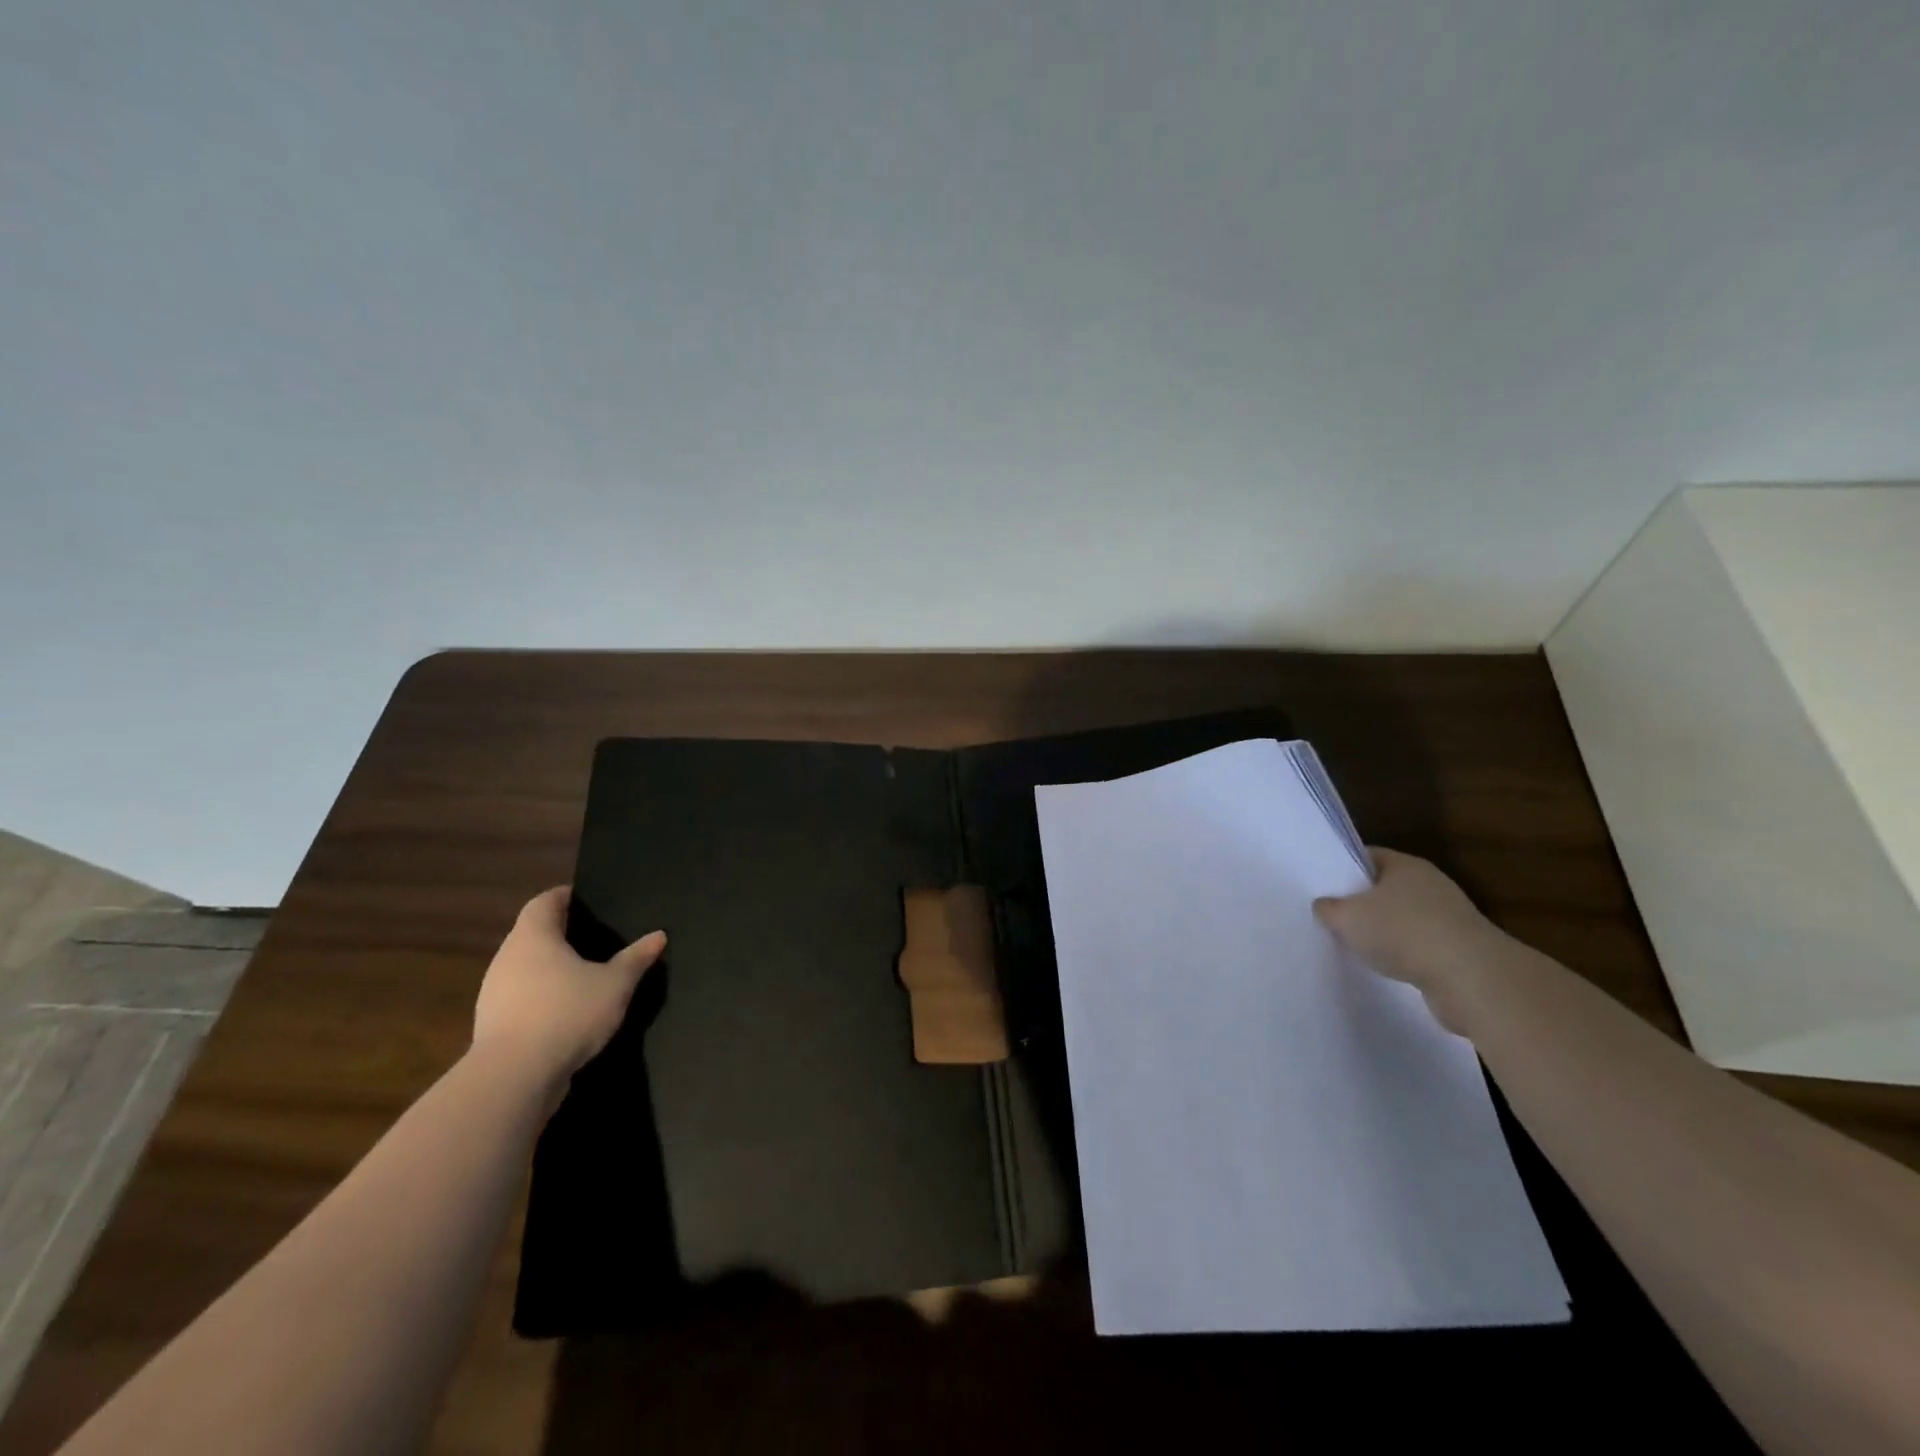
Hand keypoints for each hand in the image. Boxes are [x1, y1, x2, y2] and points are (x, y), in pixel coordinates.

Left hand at [471, 887, 664, 1092]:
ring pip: (525, 968)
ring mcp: (494, 993)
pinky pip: (522, 998)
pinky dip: (542, 998)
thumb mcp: (615, 984)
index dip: (565, 896)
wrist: (514, 1078)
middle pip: (533, 934)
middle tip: (595, 938)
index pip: (545, 901)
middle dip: (561, 934)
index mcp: (533, 936)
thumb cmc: (567, 1013)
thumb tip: (659, 935)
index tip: (588, 900)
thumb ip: (636, 958)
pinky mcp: (493, 1025)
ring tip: (584, 975)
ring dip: (550, 969)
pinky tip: (567, 1012)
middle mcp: (507, 958)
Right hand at [1313, 848, 1505, 1034]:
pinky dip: (1403, 955)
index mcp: (1405, 865)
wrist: (1471, 979)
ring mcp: (1449, 918)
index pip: (1367, 856)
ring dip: (1383, 932)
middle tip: (1332, 916)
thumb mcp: (1346, 917)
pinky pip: (1420, 946)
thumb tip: (1324, 906)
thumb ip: (1328, 908)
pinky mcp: (1460, 950)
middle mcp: (1430, 884)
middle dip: (1361, 902)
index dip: (1342, 868)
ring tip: (1355, 946)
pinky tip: (1386, 968)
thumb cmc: (1402, 932)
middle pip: (1385, 888)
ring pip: (1403, 919)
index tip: (1321, 885)